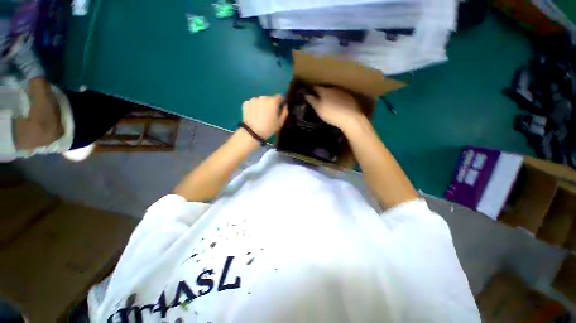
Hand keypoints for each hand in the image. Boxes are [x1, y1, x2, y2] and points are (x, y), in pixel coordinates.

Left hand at [242, 95, 287, 139]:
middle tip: (269, 113)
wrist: (252, 133)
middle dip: (270, 104)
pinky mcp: (246, 103)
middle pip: (269, 98)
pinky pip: (253, 103)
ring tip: (261, 115)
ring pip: (260, 100)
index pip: (280, 97)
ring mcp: (253, 99)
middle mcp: (263, 97)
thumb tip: (285, 106)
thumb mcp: (280, 122)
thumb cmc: (268, 128)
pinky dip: (254, 107)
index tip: (280, 107)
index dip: (281, 101)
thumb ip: (285, 112)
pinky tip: (254, 115)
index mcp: (272, 101)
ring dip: (262, 105)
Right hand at [305, 86, 363, 130]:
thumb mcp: (318, 109)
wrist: (350, 118)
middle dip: (321, 92)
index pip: (316, 87)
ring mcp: (343, 92)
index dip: (312, 90)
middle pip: (325, 88)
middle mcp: (333, 88)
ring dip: (330, 95)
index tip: (309, 93)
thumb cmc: (331, 114)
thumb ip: (312, 100)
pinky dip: (338, 99)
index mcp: (324, 90)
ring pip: (334, 92)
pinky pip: (341, 96)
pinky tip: (338, 105)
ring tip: (328, 102)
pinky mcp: (350, 97)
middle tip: (318, 99)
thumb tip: (306, 94)